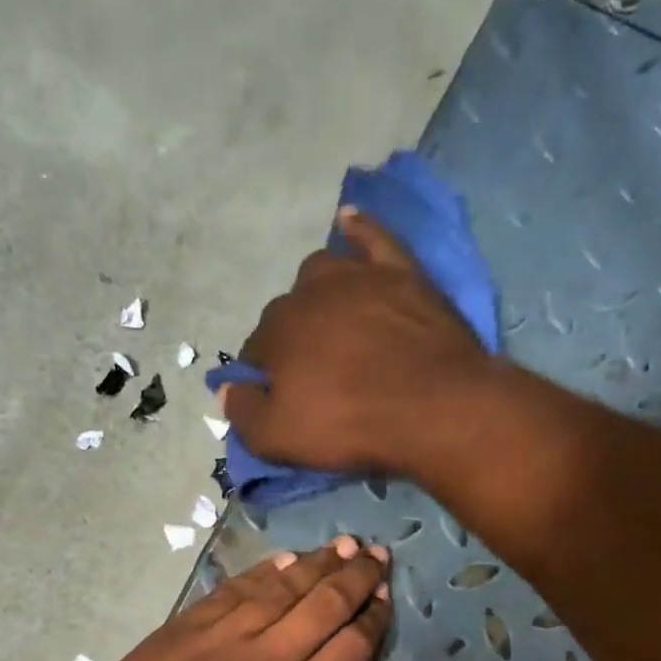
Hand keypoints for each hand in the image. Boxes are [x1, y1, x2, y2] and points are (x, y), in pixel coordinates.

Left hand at [60, 538, 391, 660]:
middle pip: (322, 607)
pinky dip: (262, 572)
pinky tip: (284, 559)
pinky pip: (232, 590)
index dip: (373, 618)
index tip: (386, 596)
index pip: (349, 648)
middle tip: (377, 554)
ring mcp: (221, 638)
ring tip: (342, 545)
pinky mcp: (184, 627)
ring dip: (316, 564)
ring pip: (280, 589)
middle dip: (356, 577)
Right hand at [219, 208, 495, 477]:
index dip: (266, 375)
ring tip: (329, 316)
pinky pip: (373, 237)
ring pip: (322, 271)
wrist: (435, 408)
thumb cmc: (350, 425)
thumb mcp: (279, 438)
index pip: (257, 349)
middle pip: (288, 311)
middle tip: (315, 371)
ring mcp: (357, 277)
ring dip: (316, 291)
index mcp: (277, 332)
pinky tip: (349, 221)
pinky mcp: (401, 272)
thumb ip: (243, 412)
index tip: (283, 396)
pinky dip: (358, 230)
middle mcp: (309, 294)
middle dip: (292, 337)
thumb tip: (226, 389)